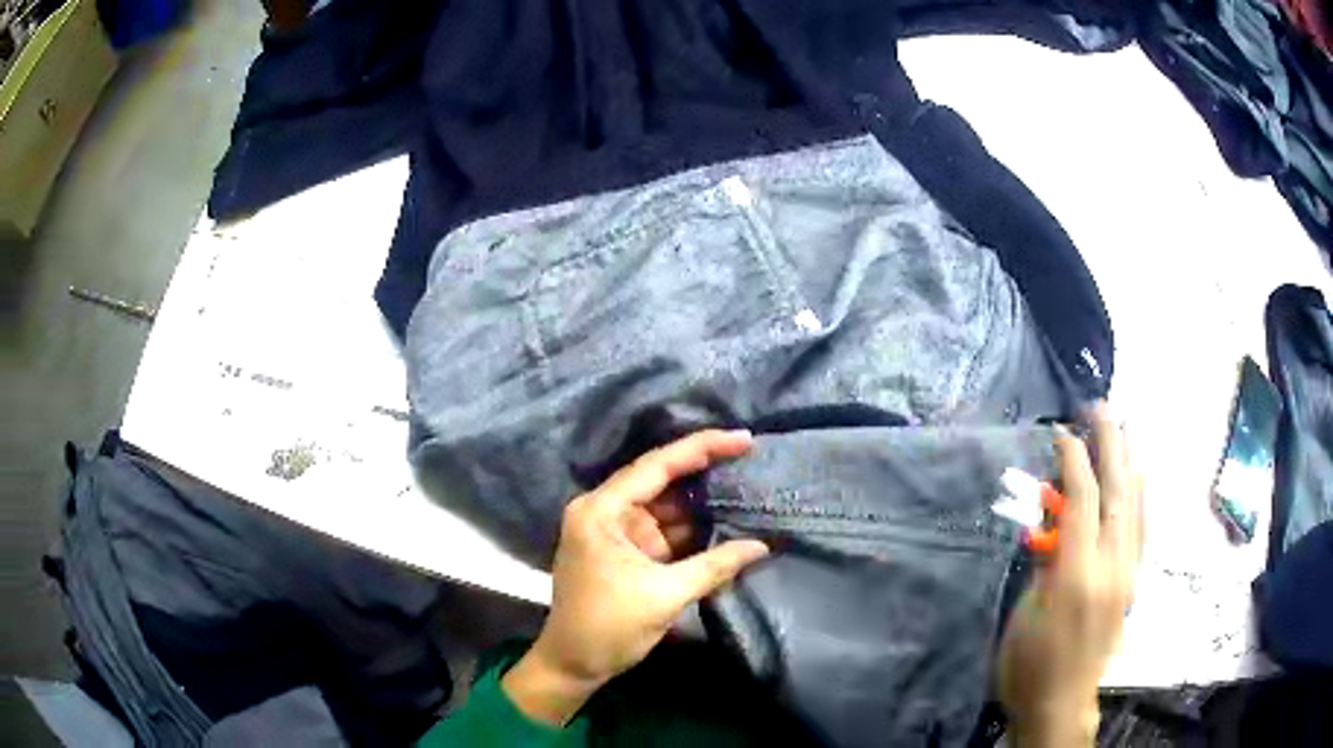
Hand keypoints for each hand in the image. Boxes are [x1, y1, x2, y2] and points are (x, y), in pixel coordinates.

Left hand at [502, 430, 769, 724]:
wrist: (574, 664)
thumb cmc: (608, 626)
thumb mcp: (664, 595)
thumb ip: (715, 566)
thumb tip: (762, 546)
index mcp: (601, 511)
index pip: (657, 466)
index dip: (702, 448)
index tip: (742, 439)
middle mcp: (604, 511)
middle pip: (661, 481)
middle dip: (704, 471)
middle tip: (749, 456)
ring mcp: (615, 531)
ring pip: (665, 506)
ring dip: (701, 503)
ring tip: (746, 485)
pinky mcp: (626, 551)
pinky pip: (663, 530)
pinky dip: (692, 529)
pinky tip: (725, 520)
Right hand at [997, 403, 1143, 746]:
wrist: (1061, 703)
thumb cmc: (1029, 665)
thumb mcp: (1025, 614)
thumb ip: (1046, 561)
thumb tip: (1055, 521)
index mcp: (1078, 575)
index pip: (1083, 501)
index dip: (1073, 460)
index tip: (1061, 432)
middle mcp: (1112, 567)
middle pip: (1117, 492)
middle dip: (1109, 445)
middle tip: (1100, 409)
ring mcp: (1129, 574)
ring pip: (1136, 506)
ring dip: (1129, 462)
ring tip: (1123, 429)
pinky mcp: (1133, 583)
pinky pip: (1143, 528)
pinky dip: (1141, 494)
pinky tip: (1140, 476)